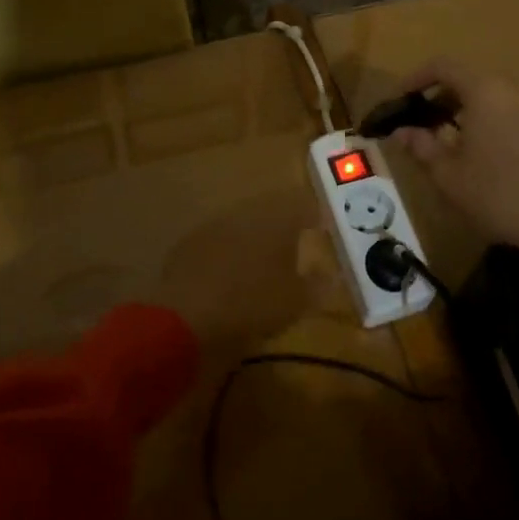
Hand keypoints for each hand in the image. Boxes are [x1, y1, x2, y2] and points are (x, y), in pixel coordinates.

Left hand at [150, 205, 318, 349]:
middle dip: (283, 224)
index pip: (303, 205)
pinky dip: (228, 251)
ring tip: (261, 261)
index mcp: (278, 219)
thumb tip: (331, 274)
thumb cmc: (253, 303)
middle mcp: (247, 212)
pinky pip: (218, 240)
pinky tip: (228, 272)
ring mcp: (215, 223)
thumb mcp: (296, 302)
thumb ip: (318, 285)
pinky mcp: (190, 241)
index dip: (314, 215)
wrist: (187, 314)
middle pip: (272, 209)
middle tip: (293, 243)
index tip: (320, 227)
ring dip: (254, 236)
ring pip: (243, 222)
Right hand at [393, 59, 518, 298]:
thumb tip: (401, 132)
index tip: (399, 99)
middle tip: (419, 123)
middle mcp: (512, 89)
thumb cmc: (499, 195)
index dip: (416, 78)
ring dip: (463, 110)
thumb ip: (421, 147)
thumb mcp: (449, 175)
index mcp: (485, 91)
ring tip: (445, 141)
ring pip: (490, 96)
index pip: (443, 67)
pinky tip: (479, 153)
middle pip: (468, 80)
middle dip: (439, 97)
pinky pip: (509, 111)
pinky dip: (487, 120)